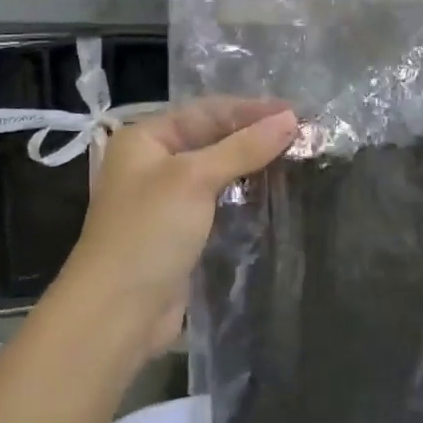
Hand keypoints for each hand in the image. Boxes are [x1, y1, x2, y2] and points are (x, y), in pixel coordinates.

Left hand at [51, 99, 297, 368]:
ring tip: (297, 159)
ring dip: (253, 165)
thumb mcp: (194, 179)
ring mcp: (167, 200)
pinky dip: (244, 195)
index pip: (206, 111)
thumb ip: (243, 147)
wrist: (118, 313)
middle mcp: (153, 163)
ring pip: (218, 171)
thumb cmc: (148, 233)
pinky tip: (275, 193)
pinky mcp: (182, 232)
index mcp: (145, 138)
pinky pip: (219, 202)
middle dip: (255, 136)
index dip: (252, 110)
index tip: (297, 113)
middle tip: (304, 136)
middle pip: (212, 138)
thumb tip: (290, 120)